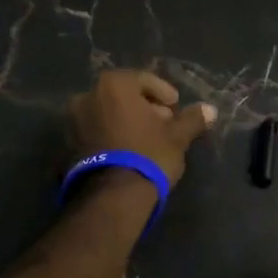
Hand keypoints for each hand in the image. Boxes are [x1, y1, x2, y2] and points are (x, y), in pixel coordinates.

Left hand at [68, 69, 216, 184]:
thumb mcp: (177, 137)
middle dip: (143, 107)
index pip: (143, 80)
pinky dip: (110, 136)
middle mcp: (87, 96)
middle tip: (163, 124)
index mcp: (113, 85)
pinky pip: (95, 132)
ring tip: (145, 141)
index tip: (175, 108)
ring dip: (125, 122)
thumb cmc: (149, 155)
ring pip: (107, 114)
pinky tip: (127, 152)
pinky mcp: (67, 146)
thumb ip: (192, 119)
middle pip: (122, 96)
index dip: (163, 93)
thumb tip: (210, 109)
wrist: (112, 196)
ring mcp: (72, 122)